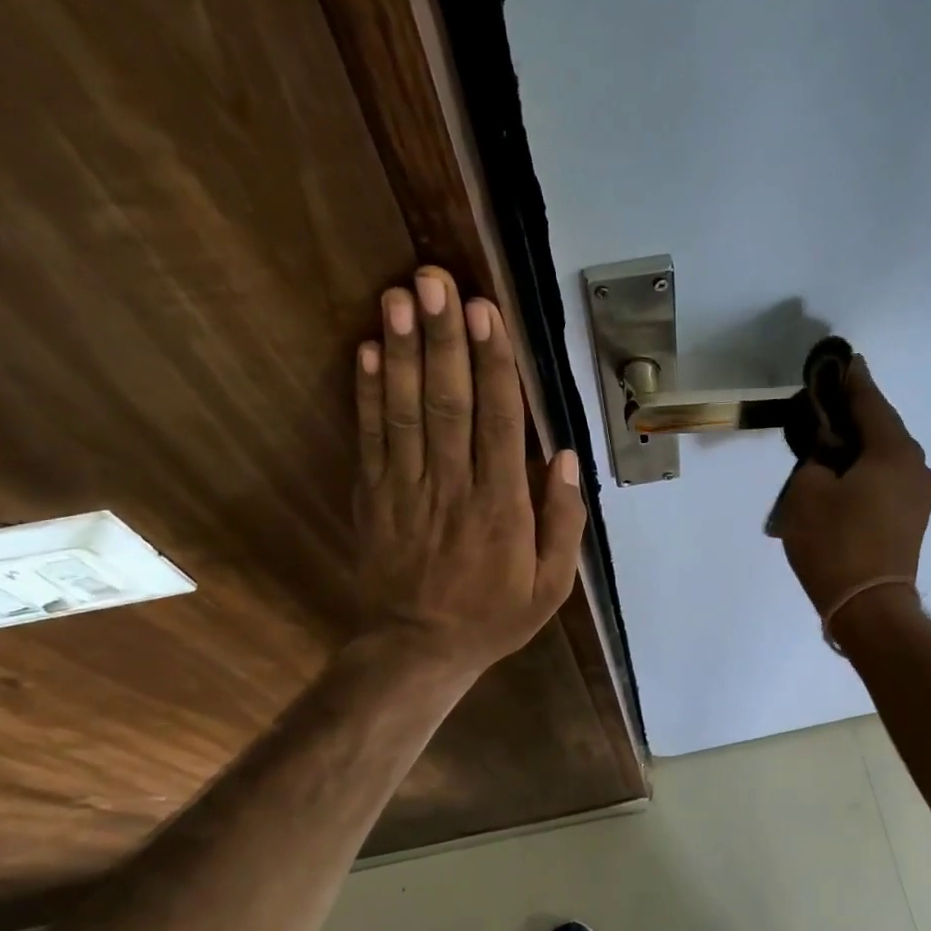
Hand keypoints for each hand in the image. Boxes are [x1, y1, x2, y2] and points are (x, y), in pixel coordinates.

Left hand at [349, 267, 585, 673]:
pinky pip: (370, 438)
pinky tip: (369, 350)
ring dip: (404, 351)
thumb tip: (561, 456)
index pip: (498, 422)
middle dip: (443, 339)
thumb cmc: (493, 616)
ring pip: (406, 411)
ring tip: (400, 296)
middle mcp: (452, 488)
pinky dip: (368, 393)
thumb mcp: (551, 586)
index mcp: (501, 508)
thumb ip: (563, 522)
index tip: (486, 313)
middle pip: (448, 403)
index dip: (492, 364)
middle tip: (436, 280)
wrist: (417, 650)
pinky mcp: (372, 496)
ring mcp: (405, 490)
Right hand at [775, 356, 930, 635]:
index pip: (870, 403)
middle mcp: (916, 467)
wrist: (869, 608)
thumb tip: (827, 457)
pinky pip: (889, 478)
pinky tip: (846, 473)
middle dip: (857, 413)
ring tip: (832, 439)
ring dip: (862, 444)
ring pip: (887, 455)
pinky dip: (868, 469)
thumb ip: (815, 460)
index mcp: (893, 452)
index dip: (853, 381)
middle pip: (883, 427)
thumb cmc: (835, 544)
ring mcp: (919, 495)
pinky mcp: (913, 519)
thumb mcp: (806, 493)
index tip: (844, 361)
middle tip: (829, 401)